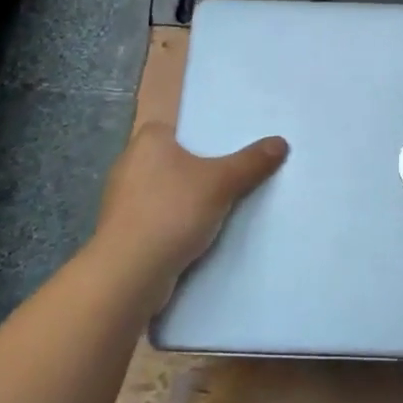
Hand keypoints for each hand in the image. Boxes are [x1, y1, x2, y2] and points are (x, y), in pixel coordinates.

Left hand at [88, 122, 287, 302]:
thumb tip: (281, 142)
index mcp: (148, 140)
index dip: (206, 139)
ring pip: (167, 191)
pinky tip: (198, 236)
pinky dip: (176, 224)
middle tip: (235, 178)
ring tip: (223, 209)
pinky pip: (158, 218)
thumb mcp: (221, 183)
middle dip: (201, 171)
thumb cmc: (172, 212)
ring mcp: (122, 199)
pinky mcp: (123, 230)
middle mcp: (129, 163)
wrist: (129, 273)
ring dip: (188, 201)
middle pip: (177, 160)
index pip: (181, 129)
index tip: (231, 152)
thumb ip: (251, 162)